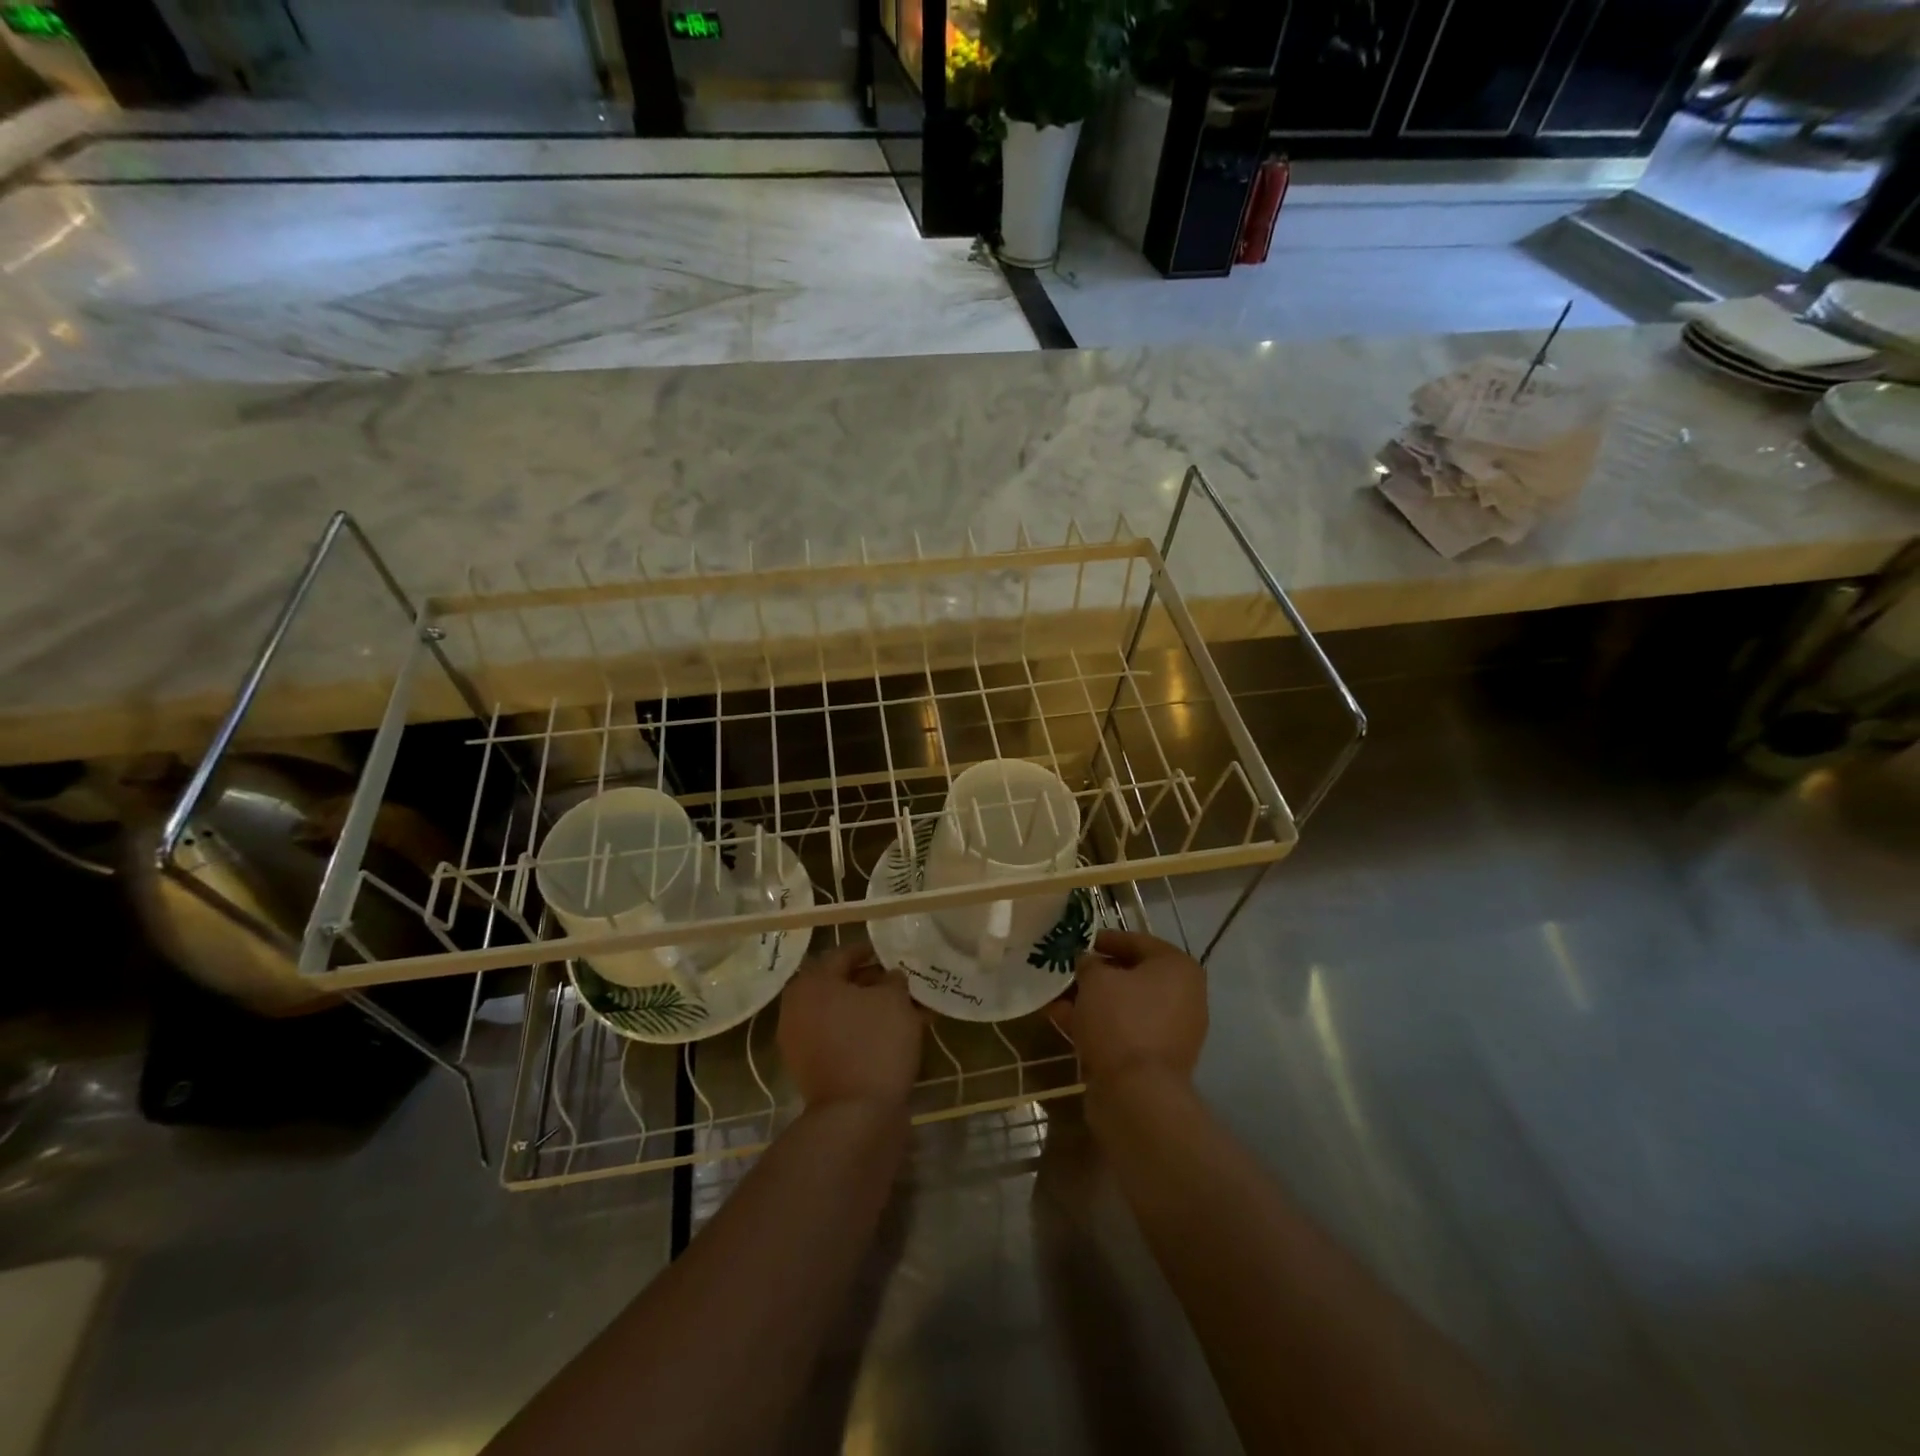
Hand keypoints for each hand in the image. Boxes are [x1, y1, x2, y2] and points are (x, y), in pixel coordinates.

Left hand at [779, 942, 923, 1109]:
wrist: (855, 1116)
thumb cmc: (874, 1043)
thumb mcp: (893, 1000)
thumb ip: (893, 980)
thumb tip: (889, 977)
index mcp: (811, 983)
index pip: (843, 955)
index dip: (870, 951)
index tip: (891, 952)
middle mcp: (797, 1008)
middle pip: (840, 986)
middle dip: (873, 983)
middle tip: (902, 983)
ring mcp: (801, 1042)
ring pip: (843, 1015)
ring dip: (872, 1010)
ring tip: (908, 1011)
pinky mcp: (812, 1070)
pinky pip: (841, 1039)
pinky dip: (864, 1033)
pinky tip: (896, 1036)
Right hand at [1049, 929, 1207, 1085]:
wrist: (1136, 1093)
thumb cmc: (1121, 1020)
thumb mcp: (1096, 979)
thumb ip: (1088, 963)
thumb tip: (1087, 961)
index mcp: (1178, 968)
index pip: (1137, 941)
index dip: (1105, 939)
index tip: (1079, 941)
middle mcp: (1183, 996)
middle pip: (1132, 975)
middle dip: (1095, 973)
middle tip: (1066, 969)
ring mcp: (1172, 1031)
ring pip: (1124, 1005)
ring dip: (1091, 999)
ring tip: (1055, 995)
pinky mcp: (1156, 1058)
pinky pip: (1123, 1030)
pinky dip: (1096, 1023)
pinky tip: (1062, 1019)